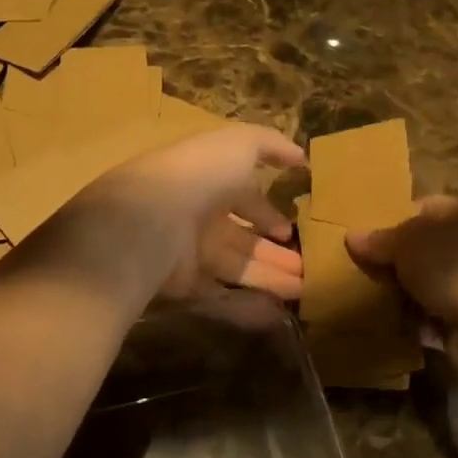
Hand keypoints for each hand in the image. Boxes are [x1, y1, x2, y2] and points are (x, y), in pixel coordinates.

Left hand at [81, 125, 306, 301]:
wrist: (151, 219)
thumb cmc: (200, 174)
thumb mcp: (239, 145)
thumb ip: (270, 145)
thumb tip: (299, 156)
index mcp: (209, 180)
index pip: (242, 197)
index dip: (267, 212)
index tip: (291, 229)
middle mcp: (198, 216)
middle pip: (241, 237)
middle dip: (273, 250)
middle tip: (305, 267)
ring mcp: (189, 252)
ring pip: (236, 267)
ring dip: (270, 277)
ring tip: (303, 288)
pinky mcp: (182, 286)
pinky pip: (220, 297)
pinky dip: (247, 307)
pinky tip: (276, 313)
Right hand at [345, 196, 457, 326]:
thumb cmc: (452, 267)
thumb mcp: (406, 244)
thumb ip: (378, 240)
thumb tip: (352, 235)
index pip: (421, 207)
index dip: (393, 219)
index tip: (366, 238)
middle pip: (423, 248)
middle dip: (395, 261)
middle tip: (362, 271)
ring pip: (428, 283)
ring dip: (405, 293)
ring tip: (372, 300)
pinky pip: (436, 314)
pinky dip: (419, 321)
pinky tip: (397, 326)